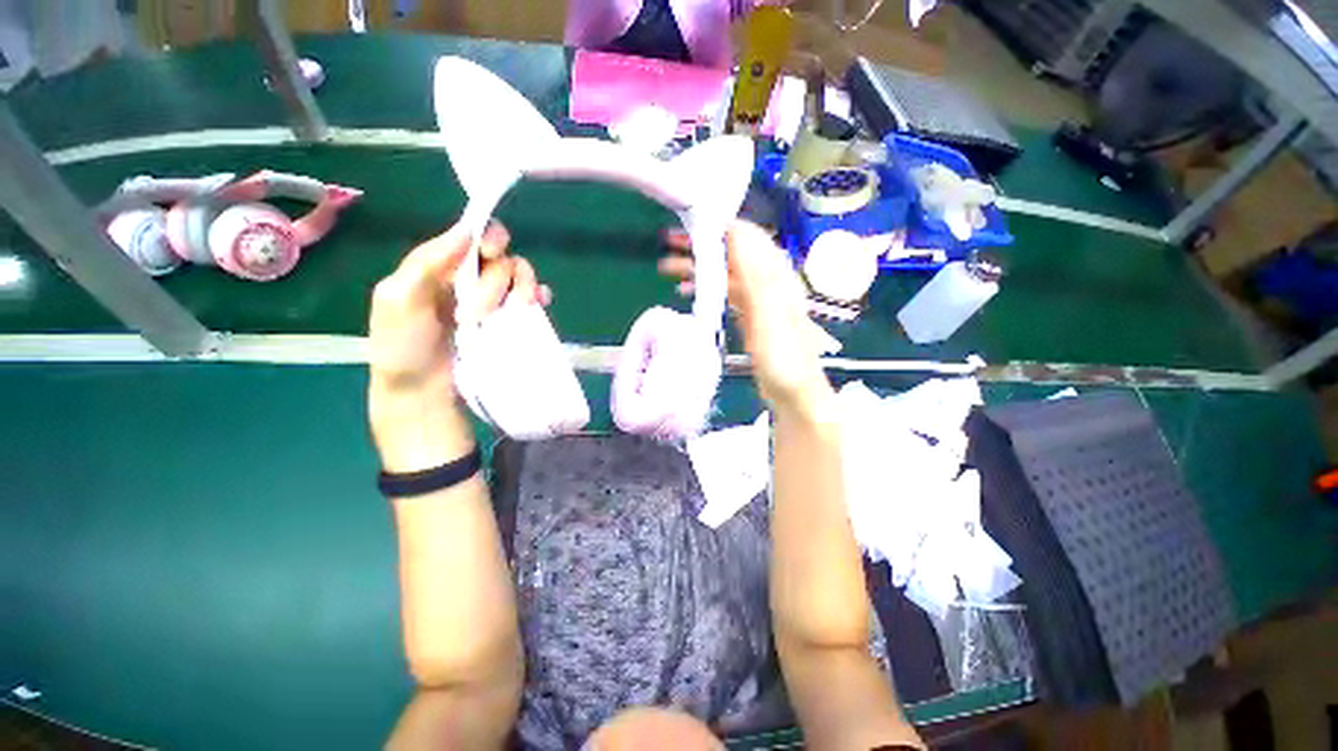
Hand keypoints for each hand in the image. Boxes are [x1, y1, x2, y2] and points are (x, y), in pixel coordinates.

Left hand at [368, 220, 547, 469]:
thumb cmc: (403, 348)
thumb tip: (466, 230)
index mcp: (439, 267)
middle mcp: (469, 278)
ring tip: (509, 313)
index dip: (487, 239)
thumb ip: (427, 263)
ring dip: (520, 290)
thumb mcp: (398, 300)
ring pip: (519, 277)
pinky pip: (532, 300)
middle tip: (477, 312)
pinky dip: (539, 297)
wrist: (423, 392)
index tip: (488, 255)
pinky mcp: (510, 320)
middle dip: (494, 282)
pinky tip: (539, 305)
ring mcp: (493, 301)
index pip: (472, 236)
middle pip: (501, 258)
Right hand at [659, 220, 831, 415]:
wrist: (794, 393)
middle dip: (702, 245)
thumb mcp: (771, 316)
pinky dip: (706, 288)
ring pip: (725, 273)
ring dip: (699, 267)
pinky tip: (687, 291)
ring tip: (668, 268)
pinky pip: (724, 293)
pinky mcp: (749, 316)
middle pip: (732, 253)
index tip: (689, 221)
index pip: (747, 238)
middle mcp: (767, 282)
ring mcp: (758, 300)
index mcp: (776, 277)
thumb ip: (756, 276)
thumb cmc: (784, 358)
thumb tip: (737, 234)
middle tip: (670, 241)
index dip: (720, 226)